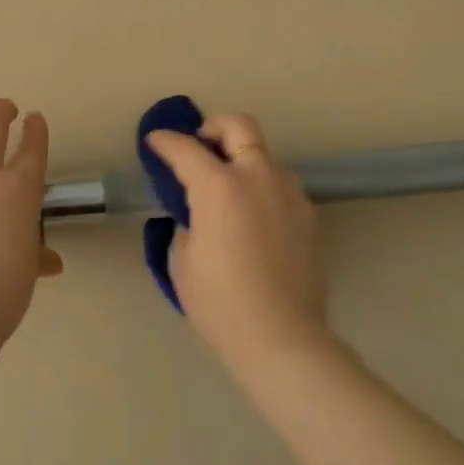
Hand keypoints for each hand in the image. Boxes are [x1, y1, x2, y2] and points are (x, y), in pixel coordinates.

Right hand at [145, 113, 324, 370]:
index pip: (185, 149)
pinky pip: (280, 185)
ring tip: (228, 189)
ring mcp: (288, 193)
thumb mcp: (183, 261)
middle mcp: (257, 177)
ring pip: (264, 155)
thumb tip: (196, 217)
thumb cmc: (220, 302)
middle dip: (214, 127)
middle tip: (200, 148)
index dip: (165, 141)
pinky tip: (251, 218)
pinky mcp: (308, 215)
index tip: (155, 141)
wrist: (282, 338)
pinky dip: (261, 186)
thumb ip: (186, 225)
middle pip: (239, 126)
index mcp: (219, 186)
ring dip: (242, 159)